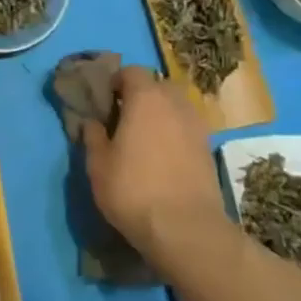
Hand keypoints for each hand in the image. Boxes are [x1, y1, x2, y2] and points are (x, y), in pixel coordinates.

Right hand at [81, 66, 226, 259]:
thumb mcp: (98, 165)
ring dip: (160, 114)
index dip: (116, 81)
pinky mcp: (208, 149)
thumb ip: (93, 137)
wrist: (186, 229)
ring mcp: (197, 126)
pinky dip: (174, 133)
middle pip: (157, 86)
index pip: (132, 71)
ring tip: (143, 139)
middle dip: (140, 96)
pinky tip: (162, 157)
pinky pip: (186, 128)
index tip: (104, 101)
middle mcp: (175, 104)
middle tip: (123, 119)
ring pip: (175, 107)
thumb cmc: (133, 190)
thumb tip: (92, 122)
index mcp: (146, 98)